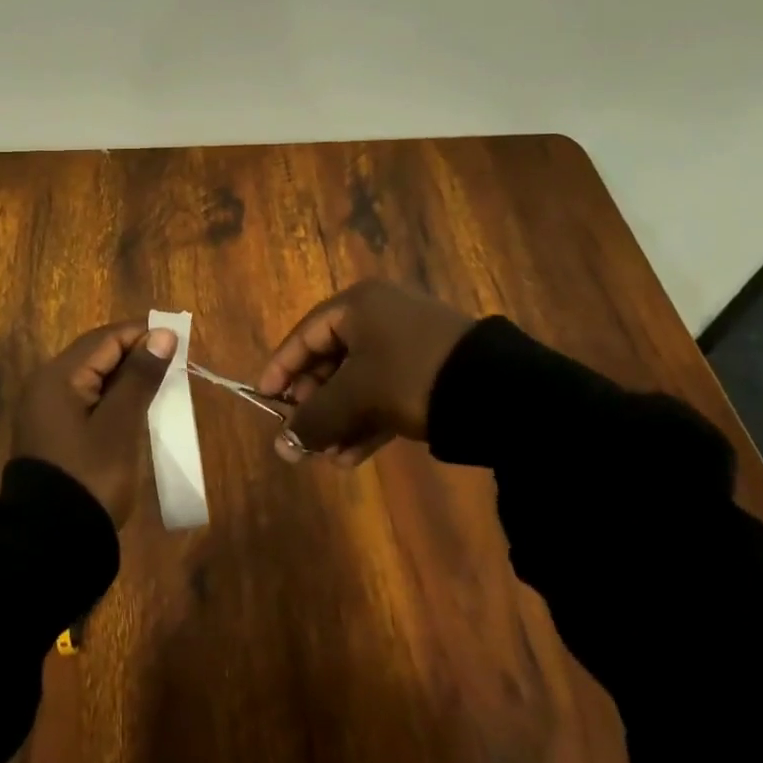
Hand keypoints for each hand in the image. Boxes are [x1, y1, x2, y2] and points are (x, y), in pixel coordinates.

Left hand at [13, 321, 178, 524]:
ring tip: (162, 383)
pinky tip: (136, 407)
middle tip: (175, 362)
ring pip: (92, 376)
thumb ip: (140, 377)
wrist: (50, 542)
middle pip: (97, 354)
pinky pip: (86, 398)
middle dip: (135, 353)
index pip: (106, 338)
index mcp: (58, 376)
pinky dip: (113, 397)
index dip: (143, 334)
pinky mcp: (53, 431)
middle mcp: (46, 384)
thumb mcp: (121, 425)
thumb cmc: (90, 475)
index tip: (180, 340)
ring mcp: (46, 409)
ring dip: (126, 376)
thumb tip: (162, 335)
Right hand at [258, 281, 473, 466]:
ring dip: (340, 419)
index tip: (264, 399)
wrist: (498, 391)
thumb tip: (280, 448)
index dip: (281, 368)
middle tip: (301, 434)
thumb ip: (315, 418)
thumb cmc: (410, 375)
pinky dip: (367, 420)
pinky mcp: (430, 370)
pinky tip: (352, 456)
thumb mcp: (356, 396)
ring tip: (327, 456)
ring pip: (359, 381)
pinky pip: (385, 392)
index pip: (305, 335)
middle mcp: (380, 316)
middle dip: (315, 403)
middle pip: (332, 359)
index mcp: (358, 305)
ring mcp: (408, 343)